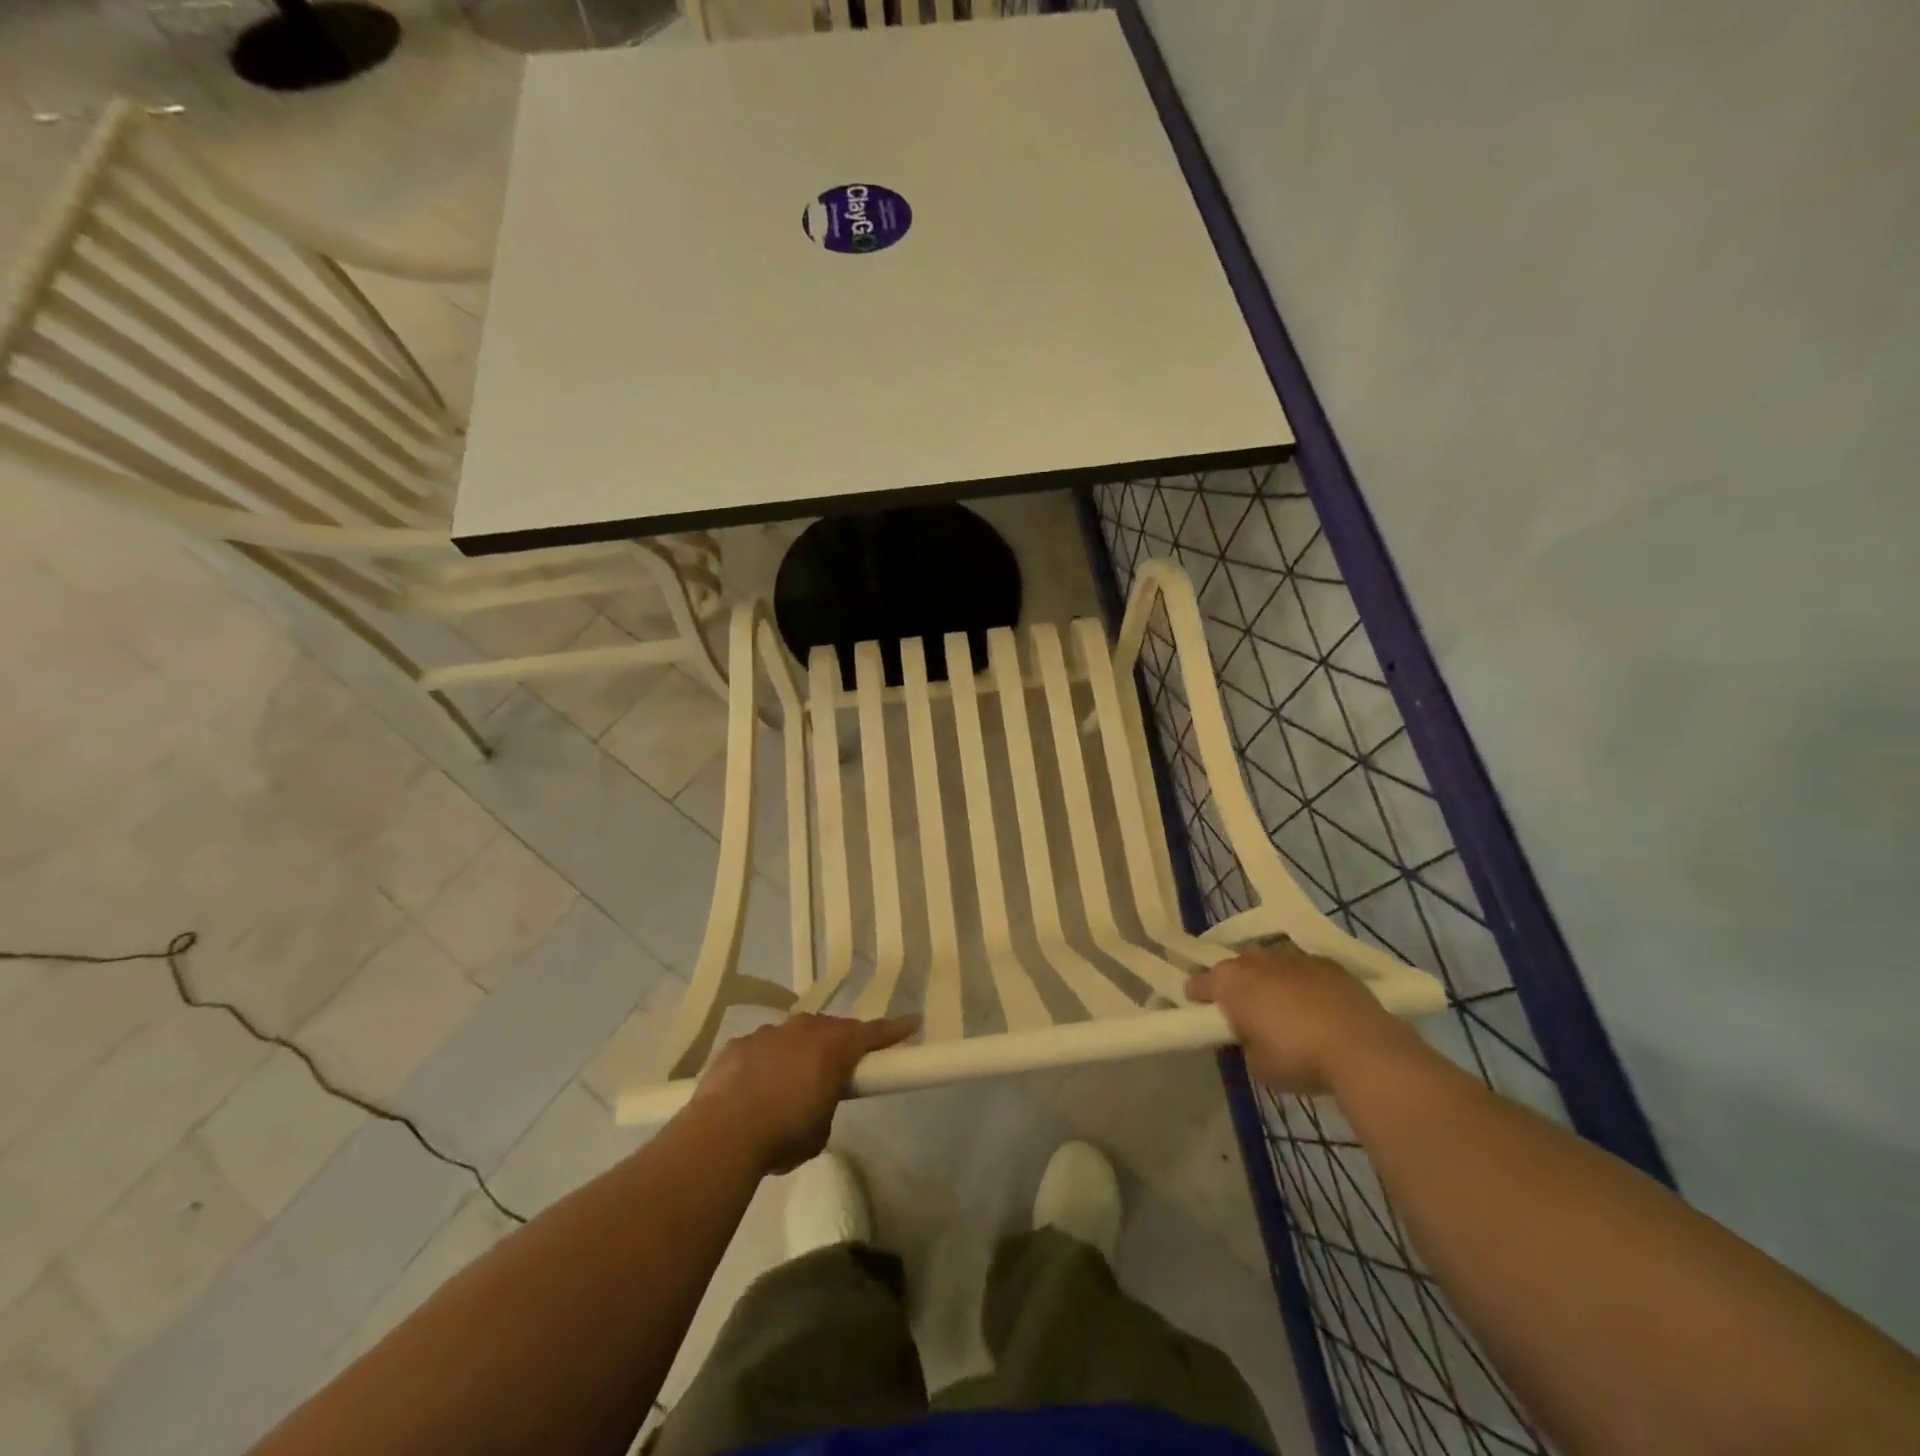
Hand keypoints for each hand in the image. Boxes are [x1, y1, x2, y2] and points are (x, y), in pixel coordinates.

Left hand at [692, 1012, 918, 1173]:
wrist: (723, 1133)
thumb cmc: (784, 1133)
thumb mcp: (820, 1129)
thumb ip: (826, 1104)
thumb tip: (815, 1101)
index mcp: (834, 1047)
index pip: (873, 1033)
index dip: (894, 1030)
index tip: (912, 1023)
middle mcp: (804, 1029)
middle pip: (832, 1029)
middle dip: (840, 1042)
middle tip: (842, 1063)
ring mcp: (768, 1033)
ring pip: (794, 1035)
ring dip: (799, 1051)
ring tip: (792, 1080)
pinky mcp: (738, 1044)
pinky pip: (761, 1048)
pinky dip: (766, 1062)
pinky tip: (756, 1086)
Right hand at [1187, 942, 1417, 1094]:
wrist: (1362, 1048)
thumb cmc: (1298, 1057)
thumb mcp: (1257, 1064)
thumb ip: (1245, 1043)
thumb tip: (1251, 1036)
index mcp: (1231, 981)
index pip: (1199, 982)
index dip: (1196, 997)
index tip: (1199, 1011)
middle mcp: (1257, 960)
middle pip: (1235, 967)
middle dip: (1235, 985)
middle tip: (1242, 1011)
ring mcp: (1294, 957)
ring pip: (1270, 964)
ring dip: (1269, 981)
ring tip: (1280, 1008)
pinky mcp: (1328, 963)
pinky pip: (1303, 970)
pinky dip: (1302, 983)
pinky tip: (1314, 1006)